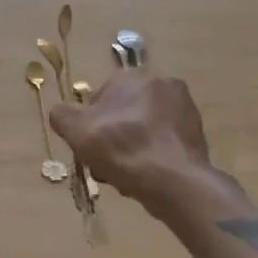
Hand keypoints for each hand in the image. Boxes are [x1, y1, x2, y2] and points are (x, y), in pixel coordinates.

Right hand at [49, 73, 212, 208]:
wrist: (174, 181)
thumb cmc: (123, 149)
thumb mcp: (78, 131)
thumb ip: (62, 116)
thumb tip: (60, 112)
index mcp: (132, 76)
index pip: (100, 98)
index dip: (90, 124)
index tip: (89, 147)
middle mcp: (161, 83)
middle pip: (124, 113)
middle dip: (114, 136)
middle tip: (106, 163)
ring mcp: (184, 107)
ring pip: (145, 129)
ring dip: (133, 147)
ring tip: (127, 175)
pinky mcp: (197, 132)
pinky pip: (165, 142)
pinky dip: (154, 156)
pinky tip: (148, 176)